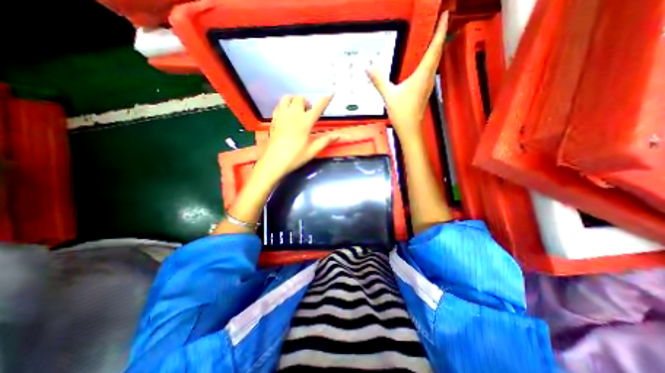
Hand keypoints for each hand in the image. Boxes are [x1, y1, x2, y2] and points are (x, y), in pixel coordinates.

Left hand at [255, 95, 337, 178]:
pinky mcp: (274, 120)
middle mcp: (293, 115)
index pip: (317, 108)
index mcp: (305, 122)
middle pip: (300, 98)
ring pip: (287, 98)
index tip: (330, 94)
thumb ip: (325, 141)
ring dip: (294, 100)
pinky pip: (279, 106)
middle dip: (306, 102)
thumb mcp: (312, 150)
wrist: (274, 162)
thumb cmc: (295, 157)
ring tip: (297, 110)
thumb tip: (338, 136)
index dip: (325, 100)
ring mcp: (282, 116)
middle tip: (308, 112)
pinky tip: (287, 114)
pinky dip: (284, 106)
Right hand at [366, 12, 449, 144]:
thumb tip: (368, 67)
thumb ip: (379, 81)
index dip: (440, 30)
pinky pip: (430, 70)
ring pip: (435, 61)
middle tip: (439, 21)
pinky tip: (424, 61)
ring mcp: (428, 84)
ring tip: (434, 36)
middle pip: (437, 52)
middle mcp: (428, 77)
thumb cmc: (402, 113)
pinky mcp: (424, 90)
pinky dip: (430, 60)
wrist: (410, 129)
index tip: (445, 14)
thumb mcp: (388, 96)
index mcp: (422, 75)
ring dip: (436, 48)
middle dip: (440, 35)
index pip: (434, 48)